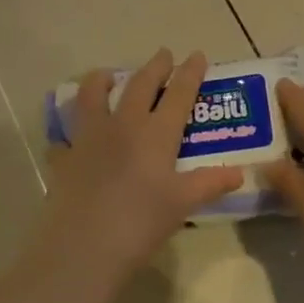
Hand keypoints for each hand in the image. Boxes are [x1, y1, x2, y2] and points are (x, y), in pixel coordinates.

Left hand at [40, 49, 243, 291]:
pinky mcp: (64, 158)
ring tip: (107, 74)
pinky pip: (66, 136)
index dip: (189, 74)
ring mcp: (88, 139)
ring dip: (102, 80)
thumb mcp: (182, 203)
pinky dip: (71, 131)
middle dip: (155, 67)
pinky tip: (73, 137)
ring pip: (92, 96)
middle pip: (140, 86)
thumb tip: (239, 173)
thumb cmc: (140, 223)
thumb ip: (210, 184)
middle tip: (163, 54)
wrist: (83, 248)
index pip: (178, 95)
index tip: (196, 54)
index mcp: (155, 134)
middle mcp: (122, 126)